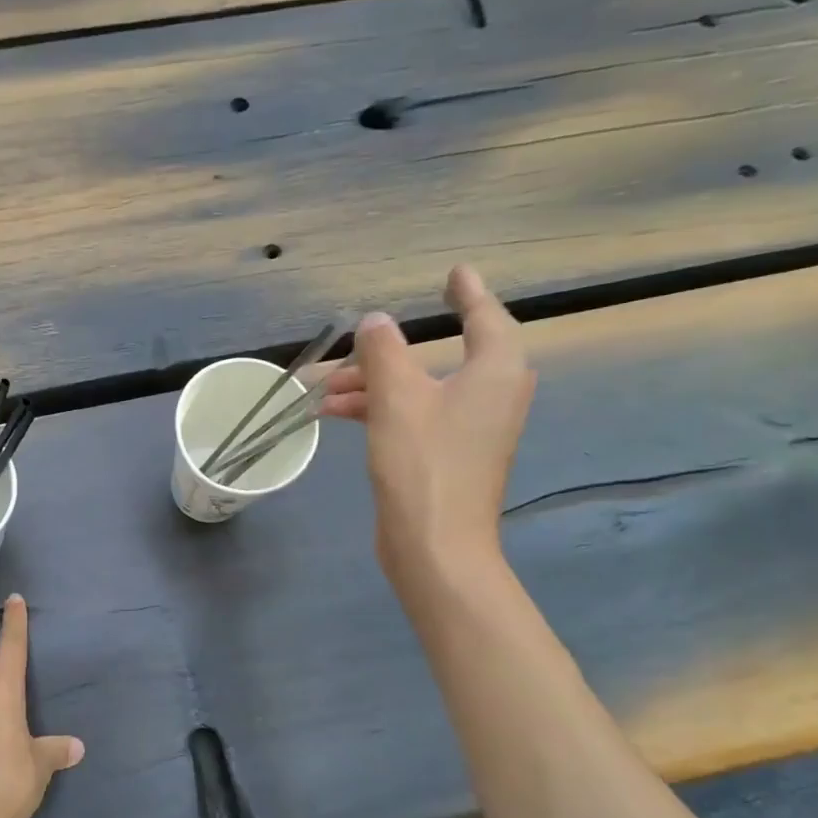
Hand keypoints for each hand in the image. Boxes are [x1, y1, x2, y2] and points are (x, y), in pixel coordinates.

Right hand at [322, 266, 534, 581]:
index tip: (455, 272)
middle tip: (350, 346)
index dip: (468, 292)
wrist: (435, 545)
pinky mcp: (446, 454)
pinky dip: (378, 409)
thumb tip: (375, 322)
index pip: (484, 317)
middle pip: (439, 355)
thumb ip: (383, 352)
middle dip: (386, 353)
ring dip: (372, 384)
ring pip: (418, 388)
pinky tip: (334, 413)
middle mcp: (490, 393)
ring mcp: (469, 427)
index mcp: (494, 371)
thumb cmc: (423, 463)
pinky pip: (412, 415)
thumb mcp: (395, 398)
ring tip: (323, 389)